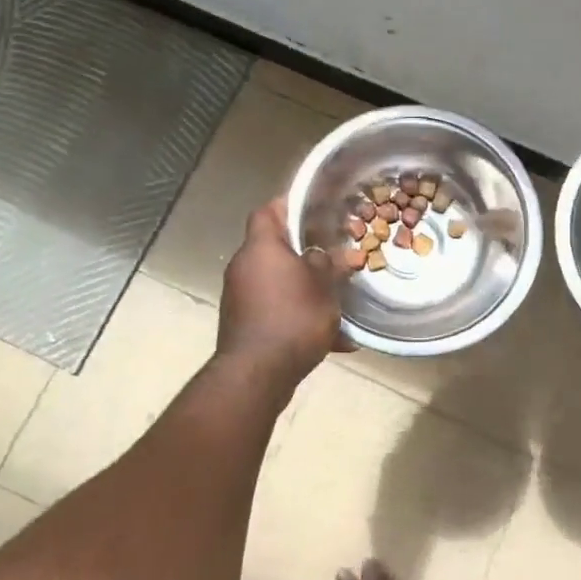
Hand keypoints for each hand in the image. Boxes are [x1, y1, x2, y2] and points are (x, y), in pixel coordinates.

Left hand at [216, 199, 347, 386]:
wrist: (257, 374)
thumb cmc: (292, 318)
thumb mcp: (323, 287)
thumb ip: (330, 265)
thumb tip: (340, 255)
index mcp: (261, 248)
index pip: (267, 212)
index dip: (288, 205)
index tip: (314, 207)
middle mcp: (244, 267)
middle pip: (274, 247)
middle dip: (305, 251)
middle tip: (335, 254)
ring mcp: (240, 297)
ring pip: (278, 281)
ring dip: (304, 286)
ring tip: (336, 298)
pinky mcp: (244, 324)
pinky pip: (276, 310)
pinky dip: (298, 315)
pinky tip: (333, 338)